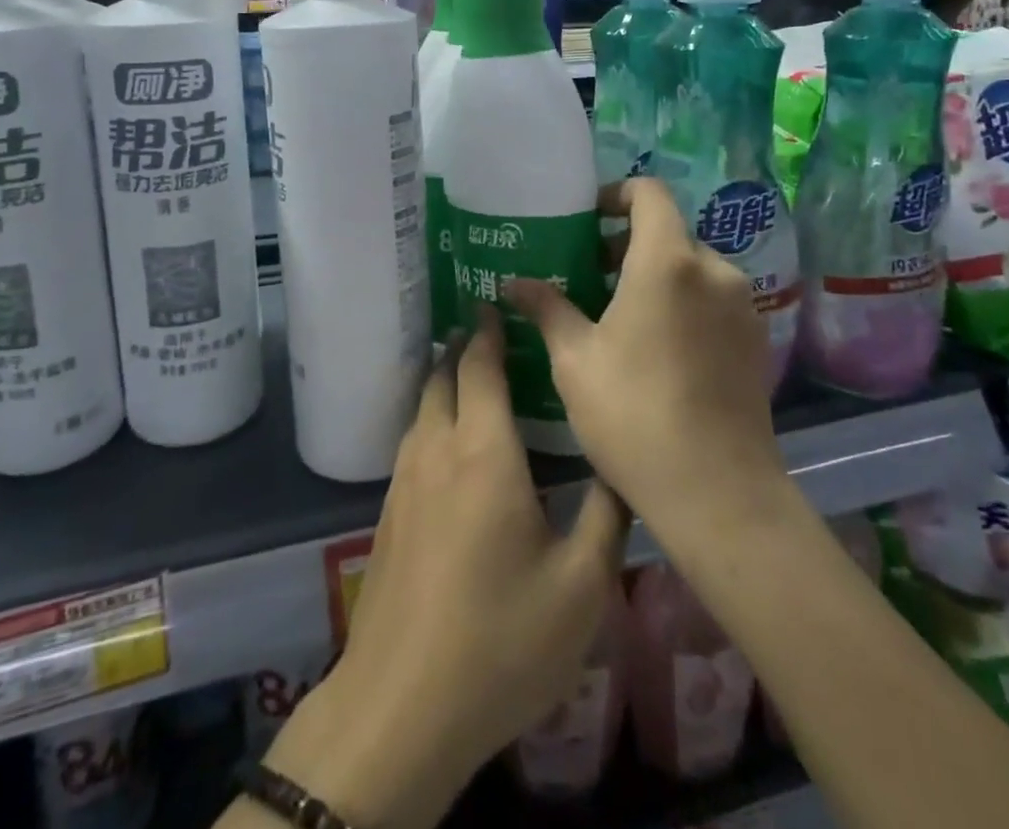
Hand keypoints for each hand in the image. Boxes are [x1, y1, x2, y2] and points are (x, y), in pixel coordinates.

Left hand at [266, 311, 628, 828]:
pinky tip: (452, 444)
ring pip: (423, 407)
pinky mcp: (388, 512)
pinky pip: (413, 440)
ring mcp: (405, 480)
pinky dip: (433, 418)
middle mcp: (437, 449)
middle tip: (491, 331)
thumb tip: (620, 465)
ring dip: (444, 381)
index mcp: (484, 451)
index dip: (488, 330)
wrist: (401, 706)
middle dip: (463, 347)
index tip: (495, 302)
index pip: (480, 366)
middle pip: (442, 376)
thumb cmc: (500, 638)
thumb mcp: (581, 586)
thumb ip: (606, 516)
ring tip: (472, 375)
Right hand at [505, 178, 780, 538]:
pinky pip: (713, 299)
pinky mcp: (756, 339)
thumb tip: (512, 282)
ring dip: (655, 275)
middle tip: (590, 275)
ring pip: (692, 267)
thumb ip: (546, 308)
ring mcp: (742, 305)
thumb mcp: (575, 360)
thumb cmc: (634, 414)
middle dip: (628, 243)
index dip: (616, 194)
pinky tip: (658, 346)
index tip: (587, 220)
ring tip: (619, 314)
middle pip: (669, 232)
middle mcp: (714, 270)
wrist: (718, 493)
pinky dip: (683, 301)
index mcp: (668, 262)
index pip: (649, 193)